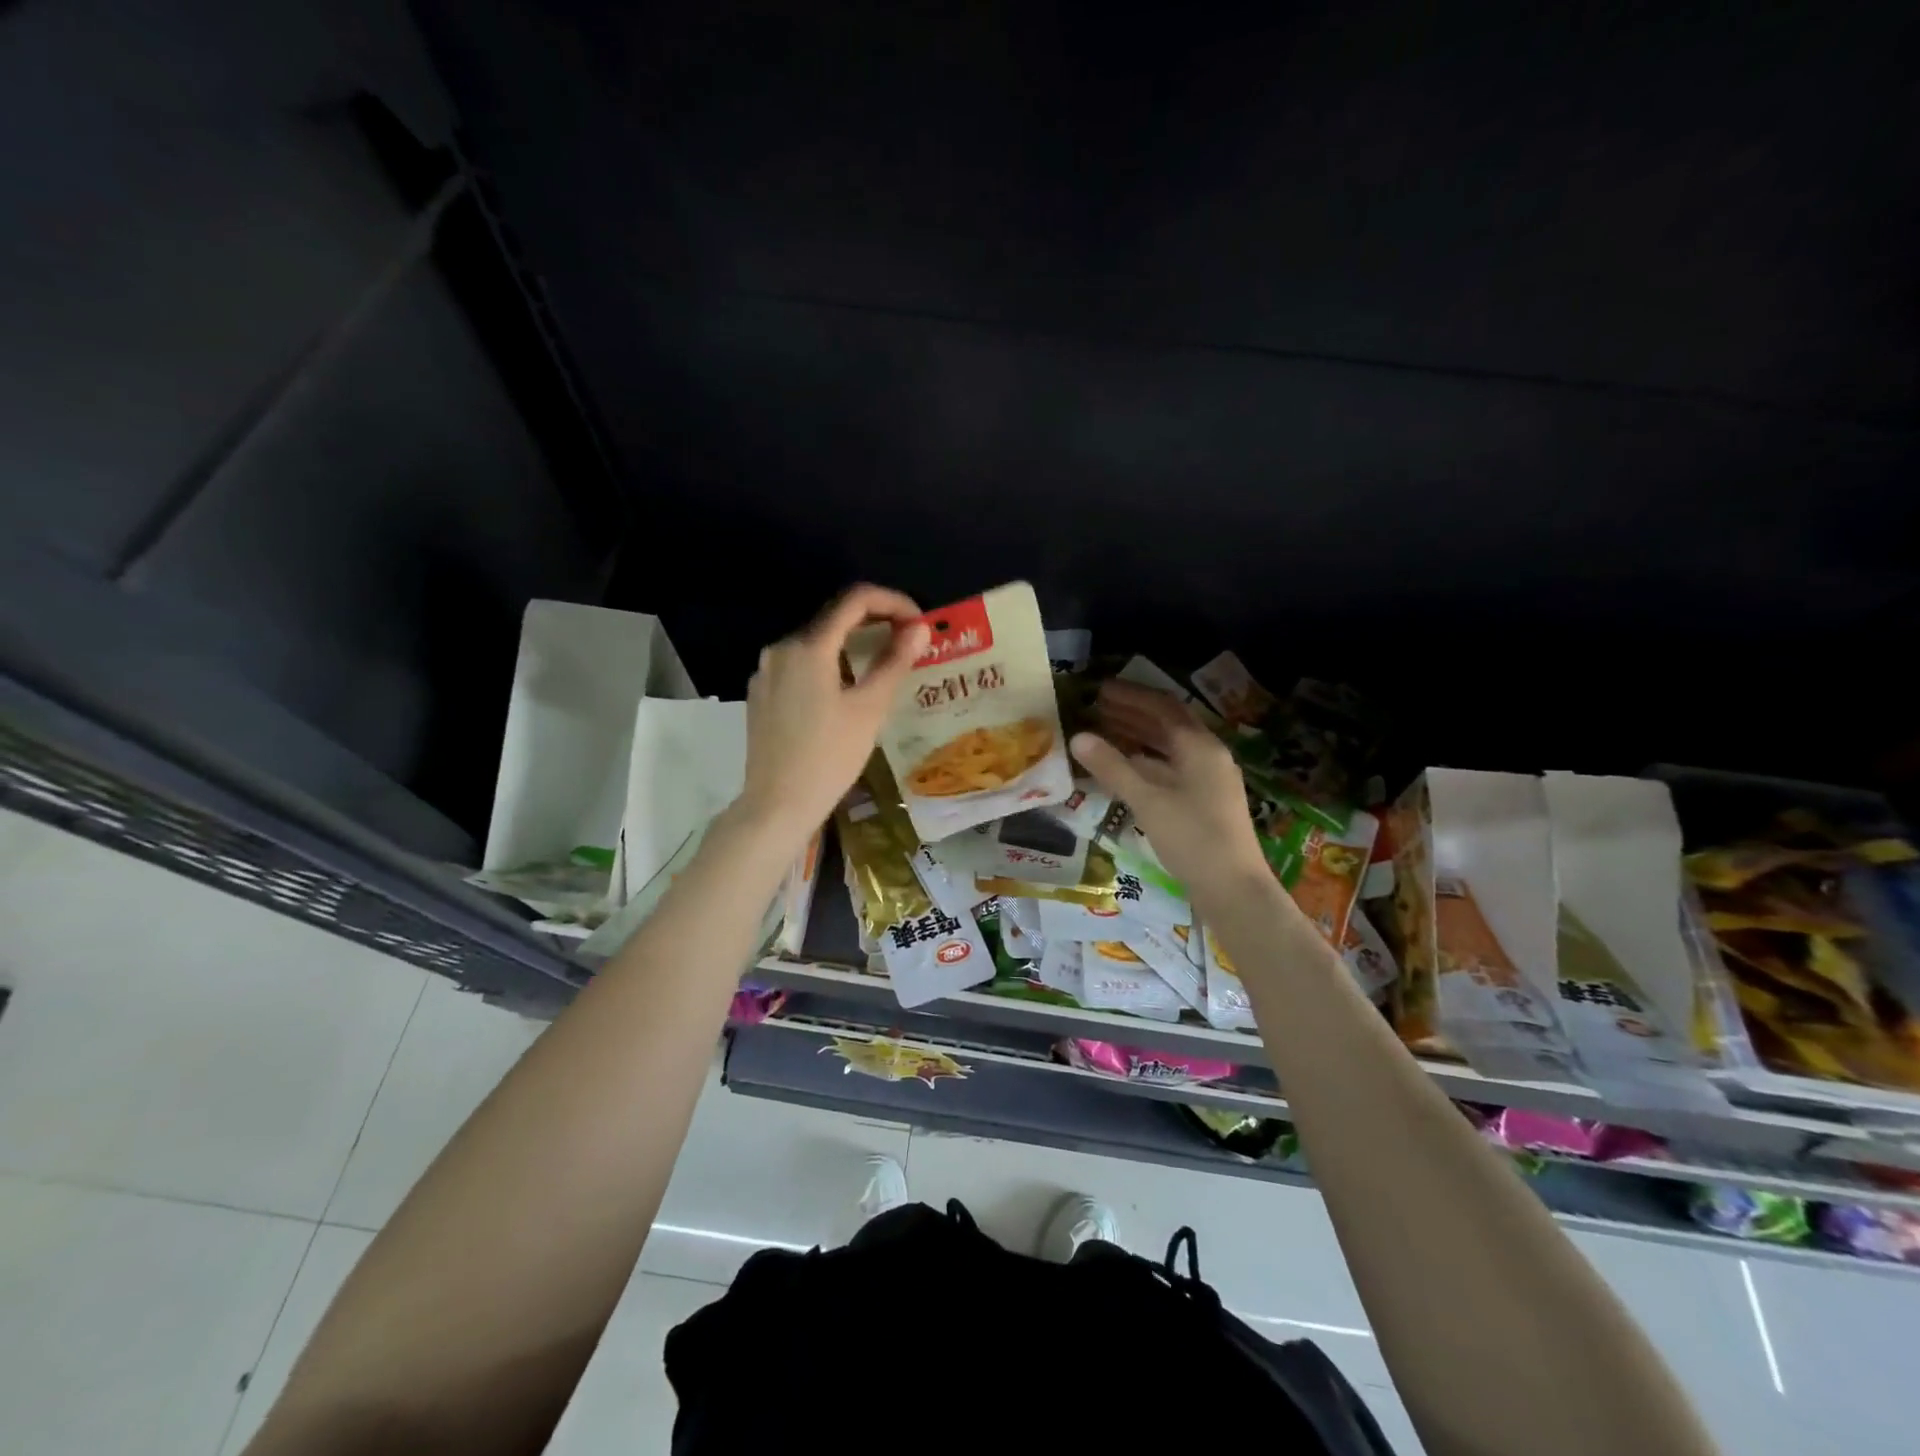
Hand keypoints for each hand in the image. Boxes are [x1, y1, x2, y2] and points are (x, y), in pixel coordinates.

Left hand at [735, 584, 928, 845]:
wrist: (777, 805)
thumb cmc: (829, 758)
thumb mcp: (870, 709)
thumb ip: (894, 661)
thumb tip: (920, 629)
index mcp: (808, 647)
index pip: (855, 600)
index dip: (893, 602)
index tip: (918, 623)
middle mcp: (781, 649)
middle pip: (834, 619)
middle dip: (875, 623)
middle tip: (908, 643)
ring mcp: (766, 672)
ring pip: (817, 644)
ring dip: (852, 645)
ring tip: (883, 667)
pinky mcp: (762, 694)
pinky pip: (800, 666)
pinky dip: (829, 666)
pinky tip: (846, 691)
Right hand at [1070, 680, 1269, 895]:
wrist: (1233, 888)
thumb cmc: (1191, 838)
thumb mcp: (1147, 800)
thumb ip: (1112, 766)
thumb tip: (1078, 737)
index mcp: (1200, 746)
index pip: (1163, 706)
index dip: (1131, 696)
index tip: (1100, 690)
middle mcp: (1209, 755)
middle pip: (1168, 723)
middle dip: (1133, 713)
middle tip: (1098, 708)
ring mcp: (1210, 778)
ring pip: (1170, 746)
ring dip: (1139, 735)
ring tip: (1106, 731)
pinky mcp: (1206, 800)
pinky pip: (1172, 766)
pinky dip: (1147, 759)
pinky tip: (1127, 767)